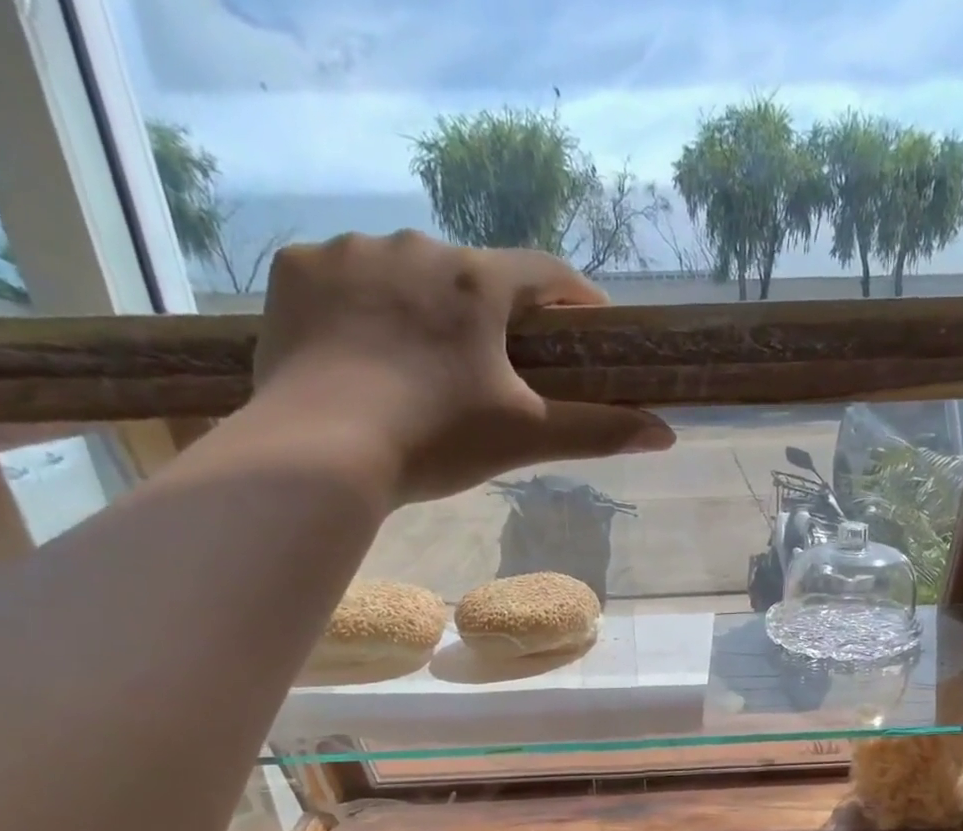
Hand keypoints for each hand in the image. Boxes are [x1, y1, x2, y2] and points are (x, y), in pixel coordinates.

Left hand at [251, 231, 674, 509]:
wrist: (321, 452)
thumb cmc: (436, 441)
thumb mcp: (525, 439)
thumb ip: (598, 431)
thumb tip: (667, 435)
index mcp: (478, 282)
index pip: (546, 272)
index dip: (573, 297)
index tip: (586, 324)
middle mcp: (416, 246)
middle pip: (471, 274)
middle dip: (487, 312)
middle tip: (488, 365)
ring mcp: (348, 253)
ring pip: (403, 273)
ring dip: (419, 306)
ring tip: (414, 364)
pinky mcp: (295, 271)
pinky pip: (339, 279)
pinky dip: (356, 309)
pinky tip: (356, 351)